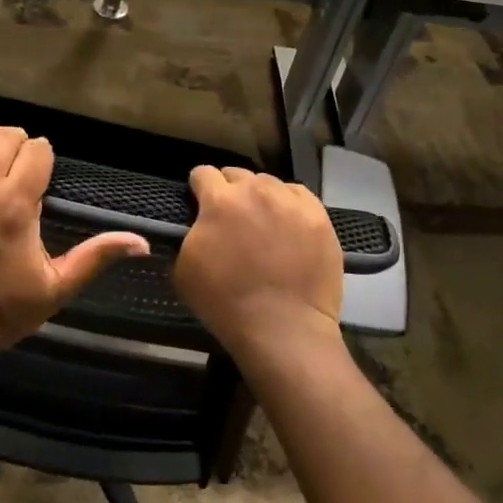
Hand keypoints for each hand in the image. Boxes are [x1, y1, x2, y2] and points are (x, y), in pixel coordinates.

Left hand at [0, 123, 149, 359]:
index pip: (36, 151)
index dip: (45, 155)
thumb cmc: (5, 308)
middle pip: (2, 137)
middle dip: (18, 142)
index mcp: (15, 205)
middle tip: (23, 163)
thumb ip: (96, 257)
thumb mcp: (58, 287)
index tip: (45, 173)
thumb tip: (141, 242)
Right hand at [172, 166, 343, 358]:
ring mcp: (290, 201)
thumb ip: (187, 235)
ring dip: (260, 197)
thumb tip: (195, 225)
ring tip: (263, 222)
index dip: (198, 188)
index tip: (199, 203)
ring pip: (269, 183)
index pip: (202, 173)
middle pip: (237, 175)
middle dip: (230, 191)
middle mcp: (255, 190)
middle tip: (231, 218)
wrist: (283, 329)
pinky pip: (298, 195)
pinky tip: (288, 225)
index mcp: (219, 200)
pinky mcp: (318, 216)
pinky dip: (289, 205)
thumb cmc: (226, 302)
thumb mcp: (183, 269)